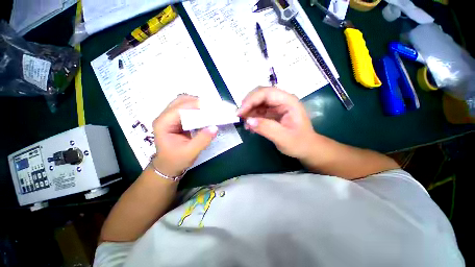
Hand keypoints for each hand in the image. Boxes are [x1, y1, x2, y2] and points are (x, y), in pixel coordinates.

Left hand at [152, 95, 217, 176]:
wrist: (168, 166)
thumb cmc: (176, 160)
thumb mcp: (190, 152)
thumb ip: (202, 140)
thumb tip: (215, 127)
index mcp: (163, 124)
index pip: (180, 108)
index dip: (195, 105)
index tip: (211, 107)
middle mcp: (164, 117)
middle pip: (180, 101)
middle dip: (197, 102)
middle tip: (212, 108)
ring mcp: (169, 117)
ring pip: (183, 103)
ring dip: (197, 104)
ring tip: (209, 109)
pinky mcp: (176, 120)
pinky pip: (186, 109)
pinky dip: (196, 109)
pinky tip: (204, 113)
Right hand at [237, 87, 316, 159]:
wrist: (306, 148)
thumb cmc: (299, 143)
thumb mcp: (283, 138)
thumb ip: (266, 128)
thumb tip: (248, 121)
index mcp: (288, 101)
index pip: (266, 93)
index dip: (251, 100)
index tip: (240, 113)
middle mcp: (282, 100)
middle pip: (260, 94)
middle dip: (248, 104)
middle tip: (239, 116)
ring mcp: (276, 106)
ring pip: (258, 102)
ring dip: (248, 110)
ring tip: (243, 122)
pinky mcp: (272, 113)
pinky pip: (258, 110)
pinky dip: (251, 116)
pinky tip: (249, 125)